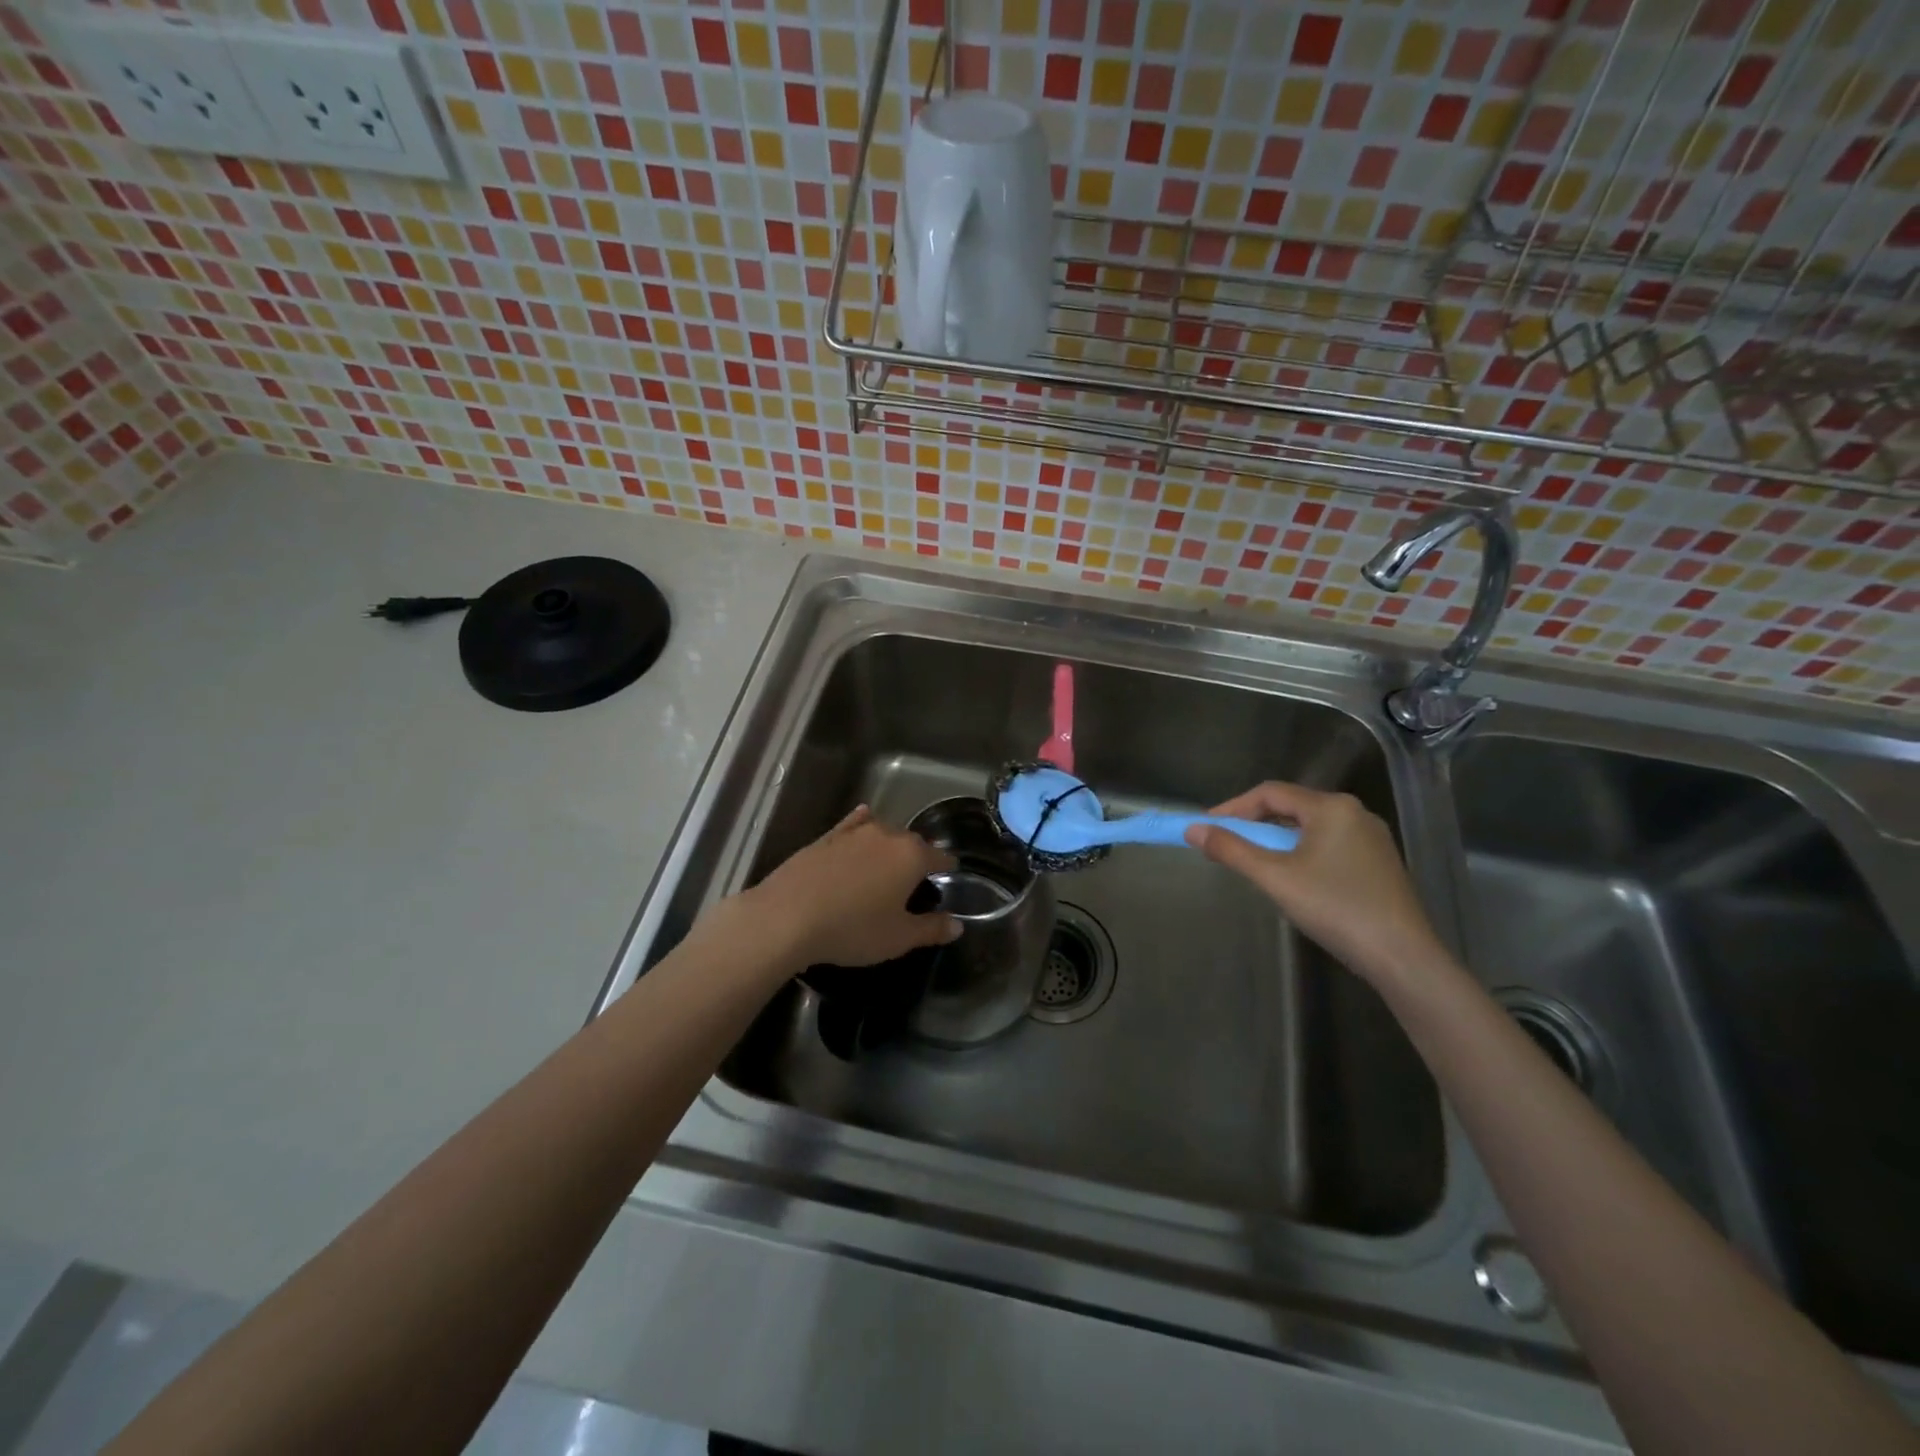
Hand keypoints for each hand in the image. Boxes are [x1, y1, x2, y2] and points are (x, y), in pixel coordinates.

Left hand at [738, 806, 960, 971]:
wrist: (786, 917)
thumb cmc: (853, 929)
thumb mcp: (898, 938)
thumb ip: (931, 929)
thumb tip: (957, 925)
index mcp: (912, 856)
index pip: (941, 857)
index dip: (948, 869)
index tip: (949, 879)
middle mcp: (887, 835)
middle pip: (913, 843)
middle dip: (918, 859)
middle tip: (914, 885)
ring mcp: (854, 832)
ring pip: (883, 833)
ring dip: (890, 846)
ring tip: (887, 865)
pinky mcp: (826, 836)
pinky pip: (853, 824)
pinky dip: (862, 824)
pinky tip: (863, 819)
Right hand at [1184, 782, 1444, 984]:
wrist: (1402, 956)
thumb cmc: (1335, 908)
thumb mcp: (1274, 878)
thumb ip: (1232, 850)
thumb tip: (1194, 830)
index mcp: (1331, 807)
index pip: (1270, 793)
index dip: (1232, 808)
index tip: (1206, 827)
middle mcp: (1354, 812)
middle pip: (1291, 807)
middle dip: (1253, 824)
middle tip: (1226, 844)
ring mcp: (1370, 838)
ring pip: (1310, 827)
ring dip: (1276, 840)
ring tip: (1253, 862)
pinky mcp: (1378, 862)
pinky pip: (1328, 844)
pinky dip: (1300, 852)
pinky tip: (1292, 877)